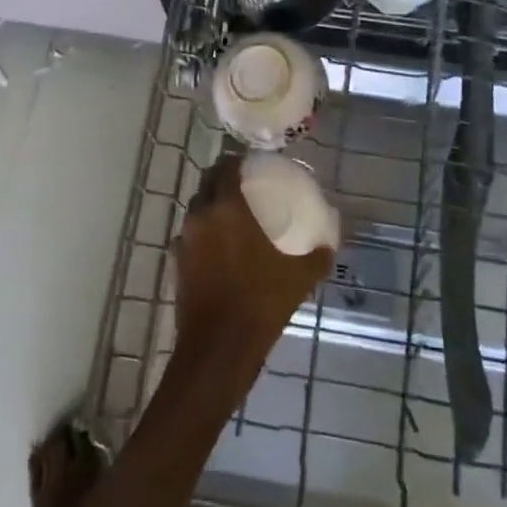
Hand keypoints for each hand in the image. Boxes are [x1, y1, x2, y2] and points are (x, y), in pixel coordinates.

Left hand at [173, 155, 330, 374]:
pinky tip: (219, 248)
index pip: (225, 167)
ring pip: (196, 210)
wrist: (219, 346)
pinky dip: (203, 234)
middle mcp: (200, 216)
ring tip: (234, 215)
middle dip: (222, 179)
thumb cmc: (261, 301)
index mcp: (227, 208)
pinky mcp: (177, 264)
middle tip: (244, 185)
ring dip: (211, 206)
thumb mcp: (300, 276)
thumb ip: (317, 254)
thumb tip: (330, 243)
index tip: (252, 163)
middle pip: (207, 184)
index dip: (237, 161)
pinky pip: (190, 237)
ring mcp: (184, 241)